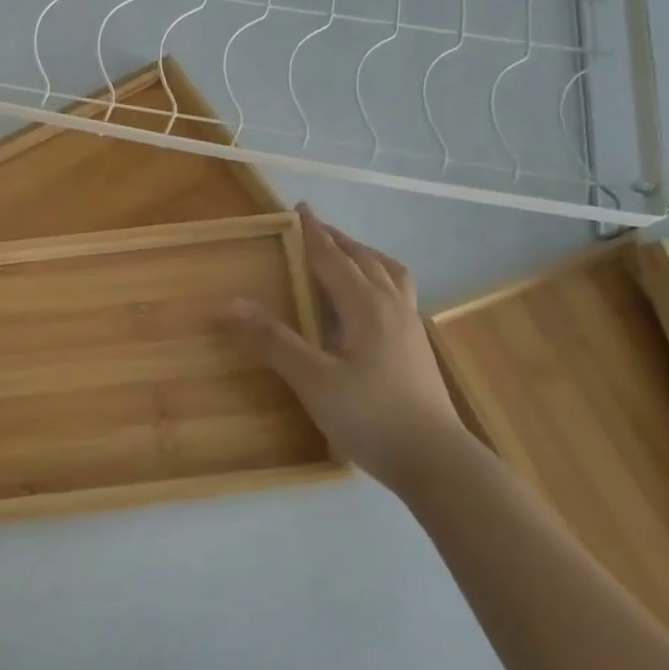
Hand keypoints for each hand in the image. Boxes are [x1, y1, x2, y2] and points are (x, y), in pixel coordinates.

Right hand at [232, 205, 475, 492]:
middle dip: (338, 240)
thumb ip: (274, 340)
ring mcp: (409, 326)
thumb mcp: (313, 379)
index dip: (314, 233)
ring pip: (389, 274)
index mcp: (366, 307)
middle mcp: (391, 307)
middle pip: (365, 259)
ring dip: (364, 256)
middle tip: (314, 228)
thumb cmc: (370, 416)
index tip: (301, 208)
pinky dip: (377, 278)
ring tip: (345, 255)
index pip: (334, 258)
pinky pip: (397, 293)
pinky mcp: (416, 347)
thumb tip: (233, 303)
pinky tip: (366, 301)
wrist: (435, 461)